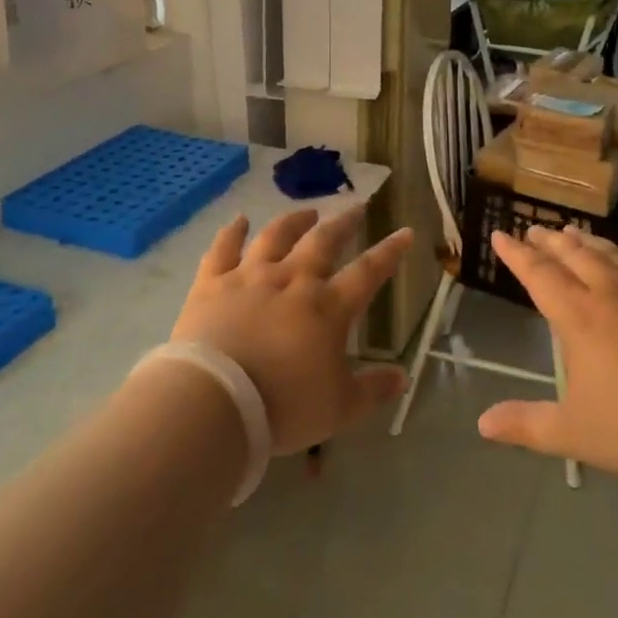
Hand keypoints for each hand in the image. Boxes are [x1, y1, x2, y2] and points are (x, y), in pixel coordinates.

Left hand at [169, 209, 410, 454]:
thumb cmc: (283, 406)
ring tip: (306, 213)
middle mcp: (293, 280)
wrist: (214, 401)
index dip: (389, 252)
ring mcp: (250, 277)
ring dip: (294, 221)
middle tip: (356, 208)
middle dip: (344, 223)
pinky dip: (232, 232)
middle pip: (323, 241)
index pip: (368, 272)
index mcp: (328, 307)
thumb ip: (372, 390)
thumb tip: (402, 378)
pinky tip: (239, 220)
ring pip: (276, 237)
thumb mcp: (339, 409)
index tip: (404, 232)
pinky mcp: (212, 283)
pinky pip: (223, 248)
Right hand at [478, 227, 617, 493]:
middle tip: (534, 229)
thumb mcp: (573, 433)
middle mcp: (611, 295)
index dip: (516, 254)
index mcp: (579, 318)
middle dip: (550, 241)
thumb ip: (526, 425)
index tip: (500, 235)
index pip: (538, 274)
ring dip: (589, 241)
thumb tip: (483, 424)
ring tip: (574, 231)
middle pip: (574, 255)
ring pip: (613, 255)